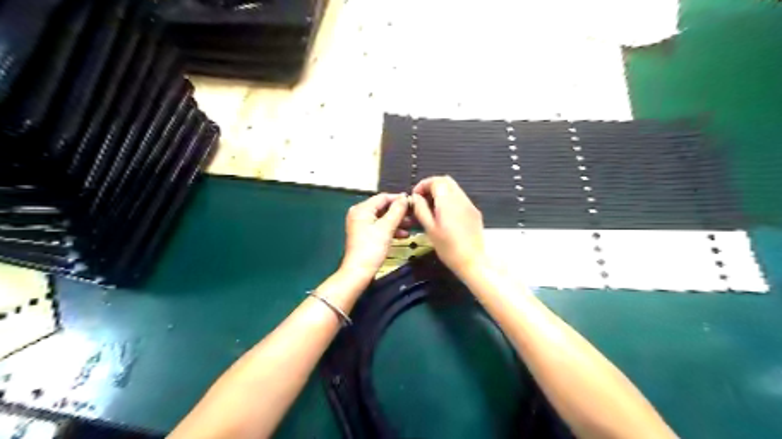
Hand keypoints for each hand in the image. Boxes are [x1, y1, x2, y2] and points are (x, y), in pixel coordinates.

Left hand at [341, 192, 410, 281]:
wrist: (359, 271)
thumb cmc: (372, 248)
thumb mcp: (386, 228)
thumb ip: (397, 211)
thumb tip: (405, 197)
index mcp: (362, 209)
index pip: (383, 197)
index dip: (399, 199)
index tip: (414, 203)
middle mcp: (360, 213)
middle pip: (383, 207)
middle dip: (399, 211)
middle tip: (414, 215)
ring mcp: (362, 224)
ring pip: (383, 218)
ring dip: (397, 221)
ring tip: (411, 225)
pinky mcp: (365, 235)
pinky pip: (380, 227)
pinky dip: (391, 229)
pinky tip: (403, 235)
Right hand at [411, 175, 486, 278]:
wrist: (472, 261)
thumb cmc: (447, 247)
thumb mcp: (429, 229)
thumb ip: (421, 209)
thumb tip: (416, 197)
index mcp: (447, 201)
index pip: (436, 181)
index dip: (423, 185)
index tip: (415, 196)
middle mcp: (460, 198)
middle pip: (446, 181)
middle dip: (432, 186)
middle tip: (422, 199)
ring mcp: (469, 205)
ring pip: (454, 189)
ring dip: (441, 192)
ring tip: (431, 208)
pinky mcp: (474, 212)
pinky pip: (460, 199)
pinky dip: (450, 200)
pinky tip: (445, 215)